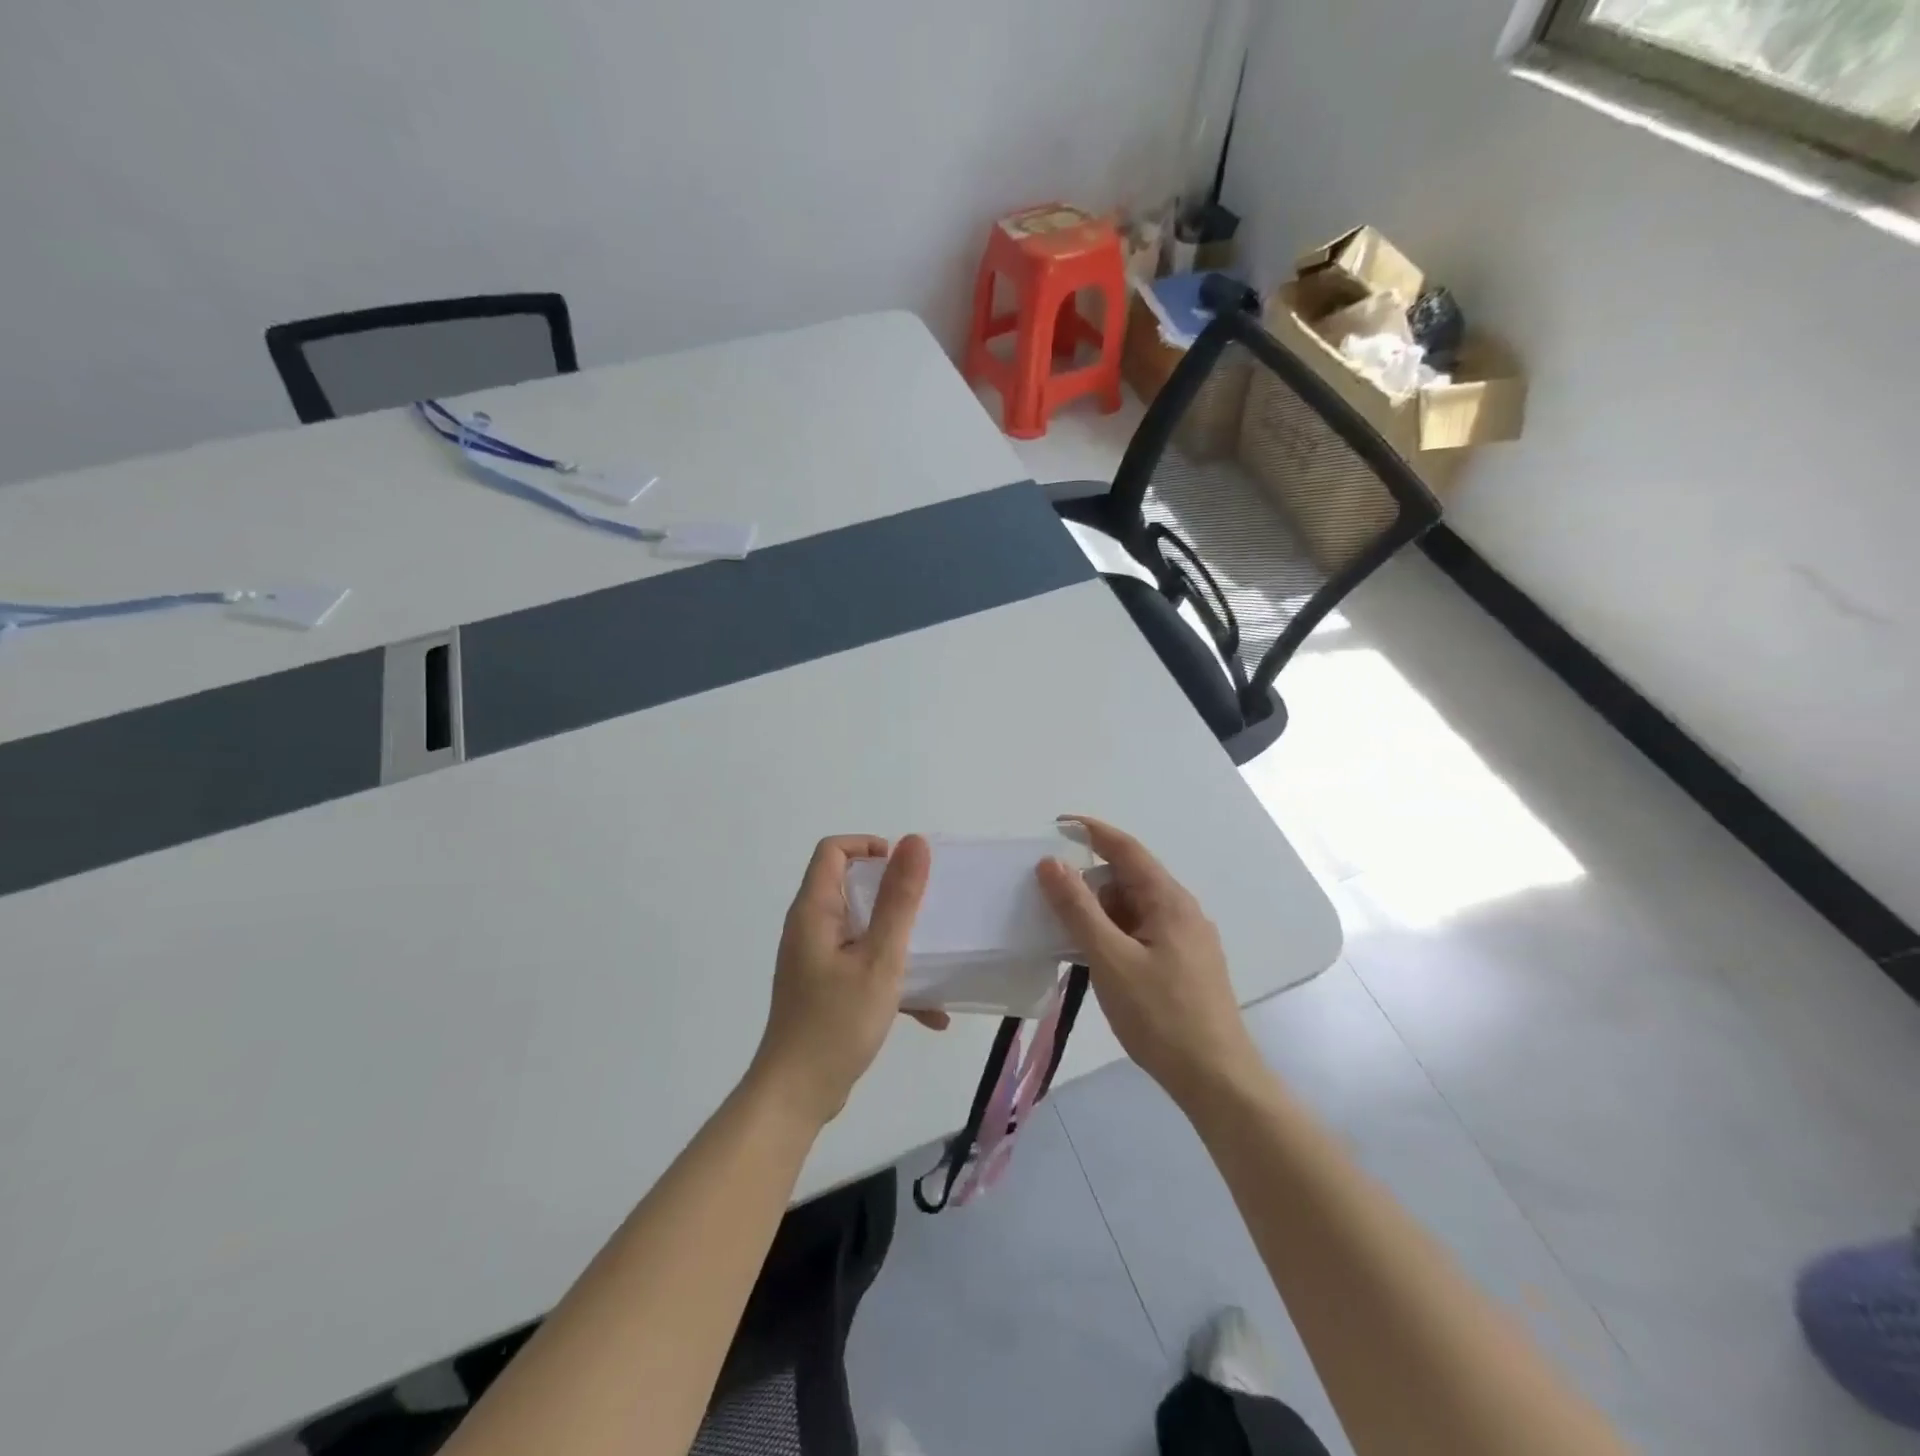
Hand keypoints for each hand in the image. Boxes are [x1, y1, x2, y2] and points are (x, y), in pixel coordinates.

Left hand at [750, 834, 936, 1127]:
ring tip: (935, 960)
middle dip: (893, 895)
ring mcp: (815, 960)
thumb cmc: (837, 1022)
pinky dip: (891, 978)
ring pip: (862, 930)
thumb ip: (899, 899)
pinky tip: (930, 1014)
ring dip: (898, 941)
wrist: (797, 1097)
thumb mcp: (879, 958)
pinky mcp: (824, 989)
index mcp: (814, 911)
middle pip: (850, 887)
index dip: (868, 846)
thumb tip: (914, 841)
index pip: (833, 851)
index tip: (904, 870)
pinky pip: (862, 965)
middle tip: (927, 912)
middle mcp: (809, 928)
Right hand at [1036, 817, 1260, 1107]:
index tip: (1058, 825)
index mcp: (1169, 901)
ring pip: (1135, 910)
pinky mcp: (1186, 966)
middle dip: (1090, 884)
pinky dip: (1115, 936)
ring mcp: (1188, 940)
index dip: (1092, 831)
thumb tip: (1051, 863)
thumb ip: (1078, 909)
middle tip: (1052, 902)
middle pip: (1129, 879)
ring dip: (1101, 914)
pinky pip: (1143, 933)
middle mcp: (1183, 911)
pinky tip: (1098, 962)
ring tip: (1069, 938)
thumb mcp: (1110, 959)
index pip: (1126, 849)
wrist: (1218, 1080)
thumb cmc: (1161, 1016)